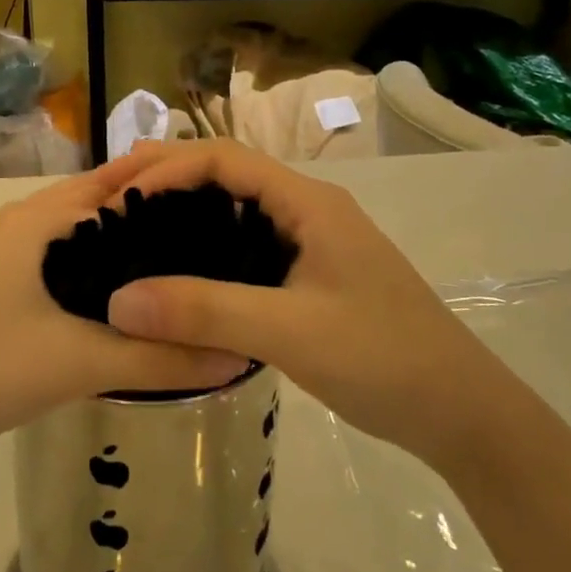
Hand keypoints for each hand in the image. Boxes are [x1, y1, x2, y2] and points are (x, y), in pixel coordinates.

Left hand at [0, 155, 247, 470]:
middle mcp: (10, 222)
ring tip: (156, 276)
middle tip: (197, 248)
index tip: (214, 211)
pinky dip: (74, 271)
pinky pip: (38, 261)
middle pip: (89, 206)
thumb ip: (159, 360)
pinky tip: (93, 305)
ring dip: (104, 248)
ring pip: (61, 236)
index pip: (115, 185)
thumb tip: (237, 356)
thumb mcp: (78, 364)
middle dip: (139, 221)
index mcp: (36, 219)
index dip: (165, 192)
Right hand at [105, 140, 511, 475]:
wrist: (460, 412)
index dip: (168, 169)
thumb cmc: (382, 358)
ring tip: (131, 227)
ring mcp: (310, 242)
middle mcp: (307, 209)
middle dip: (168, 177)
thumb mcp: (289, 332)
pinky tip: (178, 271)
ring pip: (235, 209)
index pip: (224, 159)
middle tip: (109, 197)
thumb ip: (204, 312)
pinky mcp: (309, 275)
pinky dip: (206, 246)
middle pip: (226, 174)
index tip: (120, 198)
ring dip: (184, 210)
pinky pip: (245, 244)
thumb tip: (117, 302)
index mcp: (307, 202)